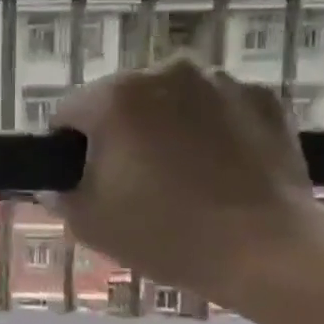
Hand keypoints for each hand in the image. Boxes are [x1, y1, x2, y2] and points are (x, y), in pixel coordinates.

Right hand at [52, 58, 315, 308]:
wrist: (269, 251)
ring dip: (166, 125)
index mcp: (113, 97)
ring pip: (171, 99)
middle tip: (134, 181)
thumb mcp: (87, 223)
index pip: (68, 113)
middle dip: (120, 131)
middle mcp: (164, 72)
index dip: (69, 149)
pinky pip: (218, 106)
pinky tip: (221, 166)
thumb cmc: (166, 235)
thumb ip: (58, 194)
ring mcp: (219, 80)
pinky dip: (212, 127)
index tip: (86, 180)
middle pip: (121, 99)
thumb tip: (55, 184)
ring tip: (182, 174)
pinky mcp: (263, 97)